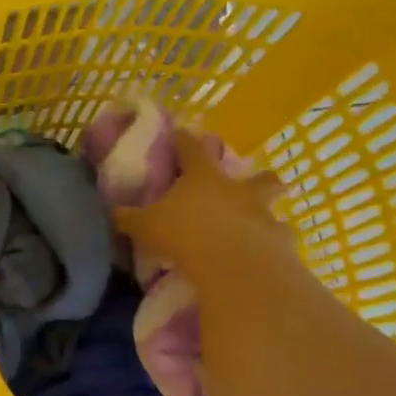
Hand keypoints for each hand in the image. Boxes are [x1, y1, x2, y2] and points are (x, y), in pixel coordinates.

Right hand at [114, 125, 289, 280]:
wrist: (230, 262)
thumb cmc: (183, 233)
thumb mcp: (144, 225)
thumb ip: (130, 217)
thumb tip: (115, 212)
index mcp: (203, 177)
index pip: (192, 149)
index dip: (184, 140)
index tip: (180, 133)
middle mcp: (238, 190)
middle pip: (257, 175)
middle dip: (257, 177)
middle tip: (249, 184)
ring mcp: (263, 214)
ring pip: (275, 206)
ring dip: (267, 213)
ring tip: (260, 225)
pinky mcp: (279, 241)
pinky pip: (281, 239)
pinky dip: (275, 244)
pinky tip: (268, 255)